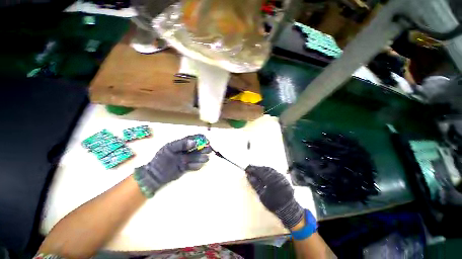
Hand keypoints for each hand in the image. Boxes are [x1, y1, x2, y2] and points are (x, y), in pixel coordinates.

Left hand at [134, 134, 210, 196]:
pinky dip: (197, 166)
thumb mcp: (169, 148)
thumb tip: (194, 142)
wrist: (154, 174)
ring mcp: (187, 159)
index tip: (207, 141)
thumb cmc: (161, 159)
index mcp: (182, 143)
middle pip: (199, 148)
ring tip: (203, 159)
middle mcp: (186, 150)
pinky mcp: (187, 167)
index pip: (195, 138)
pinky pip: (195, 166)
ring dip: (201, 157)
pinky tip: (195, 165)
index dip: (202, 139)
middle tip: (208, 150)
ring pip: (199, 157)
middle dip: (204, 148)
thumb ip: (181, 144)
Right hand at [246, 165, 303, 228]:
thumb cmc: (274, 204)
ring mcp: (281, 176)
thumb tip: (249, 176)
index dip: (252, 170)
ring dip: (261, 168)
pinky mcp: (283, 177)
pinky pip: (273, 171)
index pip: (259, 171)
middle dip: (256, 168)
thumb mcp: (262, 196)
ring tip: (255, 170)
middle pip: (264, 169)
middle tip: (250, 168)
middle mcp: (276, 175)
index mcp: (271, 180)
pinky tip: (263, 172)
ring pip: (269, 169)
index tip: (246, 169)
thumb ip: (255, 184)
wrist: (288, 209)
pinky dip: (267, 171)